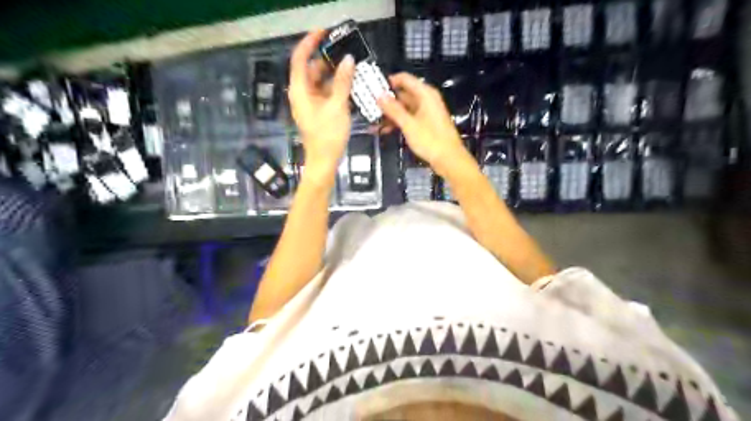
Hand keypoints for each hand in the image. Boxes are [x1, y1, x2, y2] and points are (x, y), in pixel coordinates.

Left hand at [288, 30, 354, 180]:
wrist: (324, 162)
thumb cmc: (328, 136)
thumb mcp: (337, 107)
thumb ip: (343, 82)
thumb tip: (348, 60)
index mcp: (300, 91)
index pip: (300, 58)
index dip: (310, 42)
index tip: (324, 32)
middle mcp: (302, 94)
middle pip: (311, 69)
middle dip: (326, 59)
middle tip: (345, 52)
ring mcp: (310, 103)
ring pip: (320, 82)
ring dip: (333, 74)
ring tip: (351, 67)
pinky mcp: (318, 111)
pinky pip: (325, 93)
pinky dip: (335, 87)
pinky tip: (349, 85)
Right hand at [375, 74, 467, 175]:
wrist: (449, 159)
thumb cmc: (431, 140)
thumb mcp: (409, 125)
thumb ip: (393, 109)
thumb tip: (379, 96)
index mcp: (425, 94)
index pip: (405, 79)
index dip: (389, 82)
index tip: (373, 87)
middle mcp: (426, 100)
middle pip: (403, 94)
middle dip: (387, 101)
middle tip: (370, 107)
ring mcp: (426, 113)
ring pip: (404, 108)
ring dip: (390, 115)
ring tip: (374, 122)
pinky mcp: (425, 124)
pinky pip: (408, 119)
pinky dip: (398, 123)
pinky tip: (385, 130)